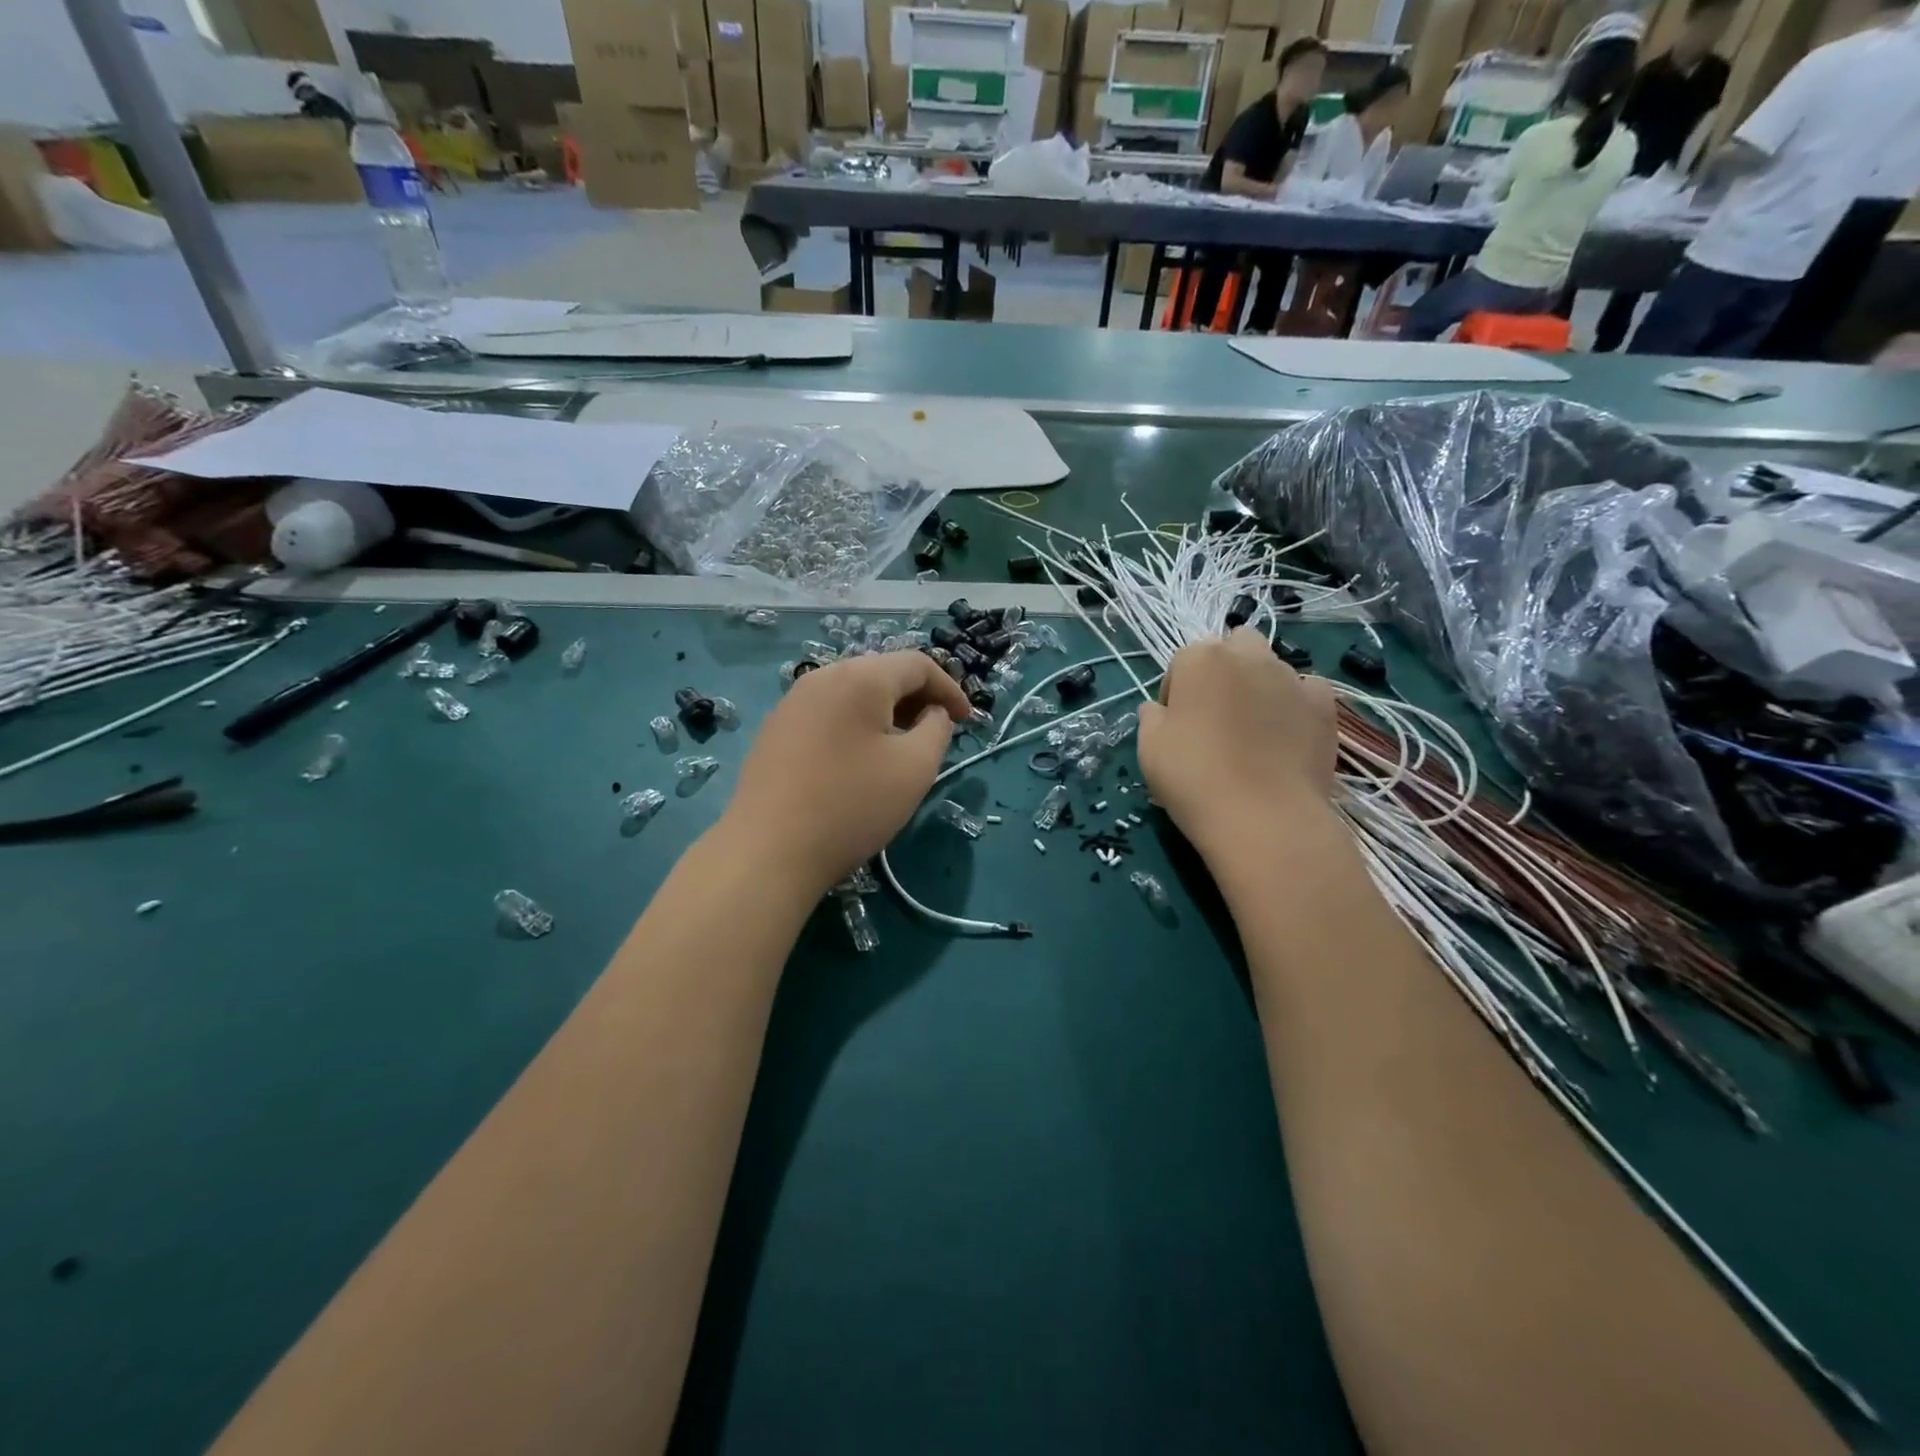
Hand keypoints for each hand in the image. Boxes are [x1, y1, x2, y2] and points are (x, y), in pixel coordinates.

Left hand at [720, 651, 969, 896]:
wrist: (768, 850)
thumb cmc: (852, 805)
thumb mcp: (915, 768)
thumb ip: (937, 729)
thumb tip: (933, 713)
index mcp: (860, 677)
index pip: (918, 664)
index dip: (950, 689)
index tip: (967, 721)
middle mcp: (822, 676)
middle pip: (882, 673)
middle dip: (917, 698)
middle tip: (937, 733)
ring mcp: (792, 702)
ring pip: (853, 693)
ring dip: (886, 712)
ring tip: (901, 747)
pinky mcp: (775, 729)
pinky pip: (828, 712)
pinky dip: (855, 724)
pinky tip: (858, 760)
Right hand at [1137, 629, 1337, 854]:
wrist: (1263, 817)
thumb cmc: (1194, 778)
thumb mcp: (1149, 749)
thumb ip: (1151, 718)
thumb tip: (1158, 709)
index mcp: (1201, 660)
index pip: (1182, 662)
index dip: (1177, 692)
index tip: (1176, 724)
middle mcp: (1248, 656)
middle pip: (1234, 647)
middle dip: (1225, 670)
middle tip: (1216, 714)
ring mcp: (1292, 678)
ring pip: (1271, 667)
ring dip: (1259, 686)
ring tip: (1254, 731)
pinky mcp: (1325, 705)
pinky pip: (1306, 691)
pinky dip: (1295, 704)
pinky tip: (1286, 735)